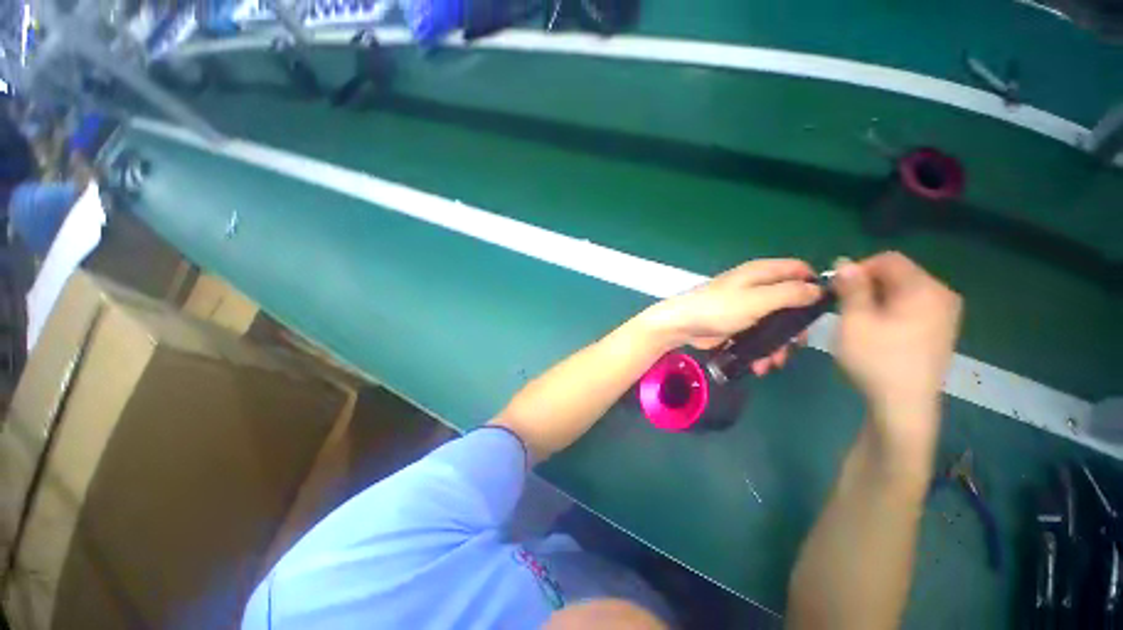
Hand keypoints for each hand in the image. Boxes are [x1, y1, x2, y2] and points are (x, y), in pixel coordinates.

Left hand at [650, 259, 823, 374]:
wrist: (682, 326)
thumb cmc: (718, 309)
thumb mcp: (757, 300)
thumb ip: (789, 294)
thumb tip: (818, 289)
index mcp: (762, 273)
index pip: (798, 270)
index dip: (813, 286)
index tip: (821, 309)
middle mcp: (757, 288)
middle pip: (791, 304)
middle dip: (794, 328)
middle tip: (794, 345)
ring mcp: (747, 308)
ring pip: (776, 325)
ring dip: (778, 346)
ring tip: (771, 362)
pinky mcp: (739, 326)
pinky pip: (759, 337)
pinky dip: (762, 351)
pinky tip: (759, 365)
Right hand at [832, 252, 961, 457]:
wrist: (904, 406)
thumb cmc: (876, 360)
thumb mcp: (855, 321)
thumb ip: (852, 288)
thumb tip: (844, 262)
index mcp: (924, 289)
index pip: (888, 259)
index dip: (858, 269)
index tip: (837, 291)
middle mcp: (942, 295)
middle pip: (898, 274)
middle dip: (867, 285)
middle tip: (845, 308)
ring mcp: (945, 314)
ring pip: (904, 291)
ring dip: (877, 298)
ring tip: (859, 321)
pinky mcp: (941, 330)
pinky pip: (913, 306)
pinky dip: (891, 310)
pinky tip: (879, 331)